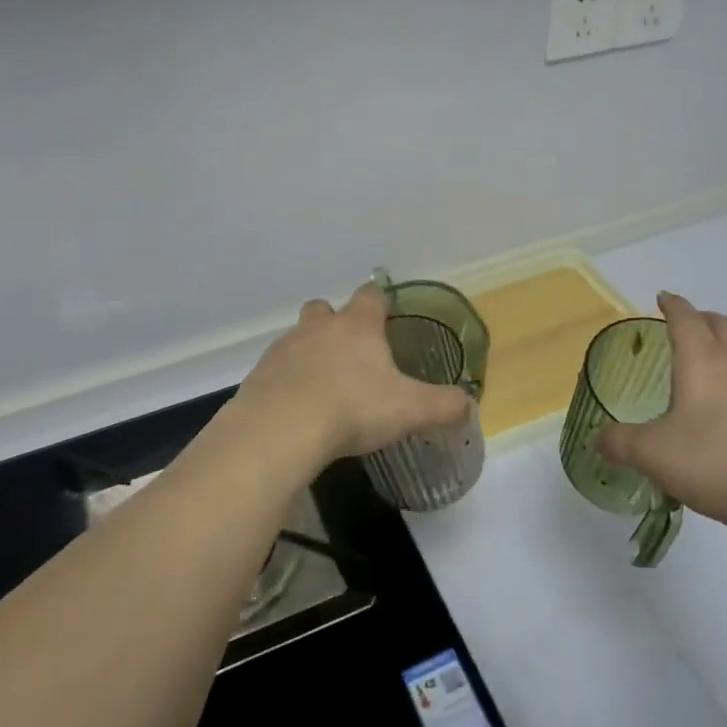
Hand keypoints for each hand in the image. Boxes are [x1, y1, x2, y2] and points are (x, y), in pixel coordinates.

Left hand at [237, 283, 473, 461]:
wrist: (280, 430)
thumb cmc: (352, 408)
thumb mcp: (410, 410)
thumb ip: (444, 406)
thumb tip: (468, 405)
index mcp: (357, 326)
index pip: (370, 296)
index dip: (380, 302)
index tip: (386, 316)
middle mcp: (318, 328)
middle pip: (325, 309)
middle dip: (336, 323)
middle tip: (352, 352)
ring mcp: (283, 350)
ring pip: (298, 339)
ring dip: (310, 354)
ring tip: (325, 387)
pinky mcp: (258, 376)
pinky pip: (276, 371)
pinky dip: (288, 383)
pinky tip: (298, 411)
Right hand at [593, 292, 726, 542]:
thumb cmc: (716, 461)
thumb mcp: (652, 454)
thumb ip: (620, 442)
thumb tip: (597, 437)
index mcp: (702, 361)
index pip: (685, 319)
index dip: (672, 305)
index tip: (662, 297)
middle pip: (722, 324)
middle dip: (702, 318)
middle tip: (687, 324)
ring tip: (716, 357)